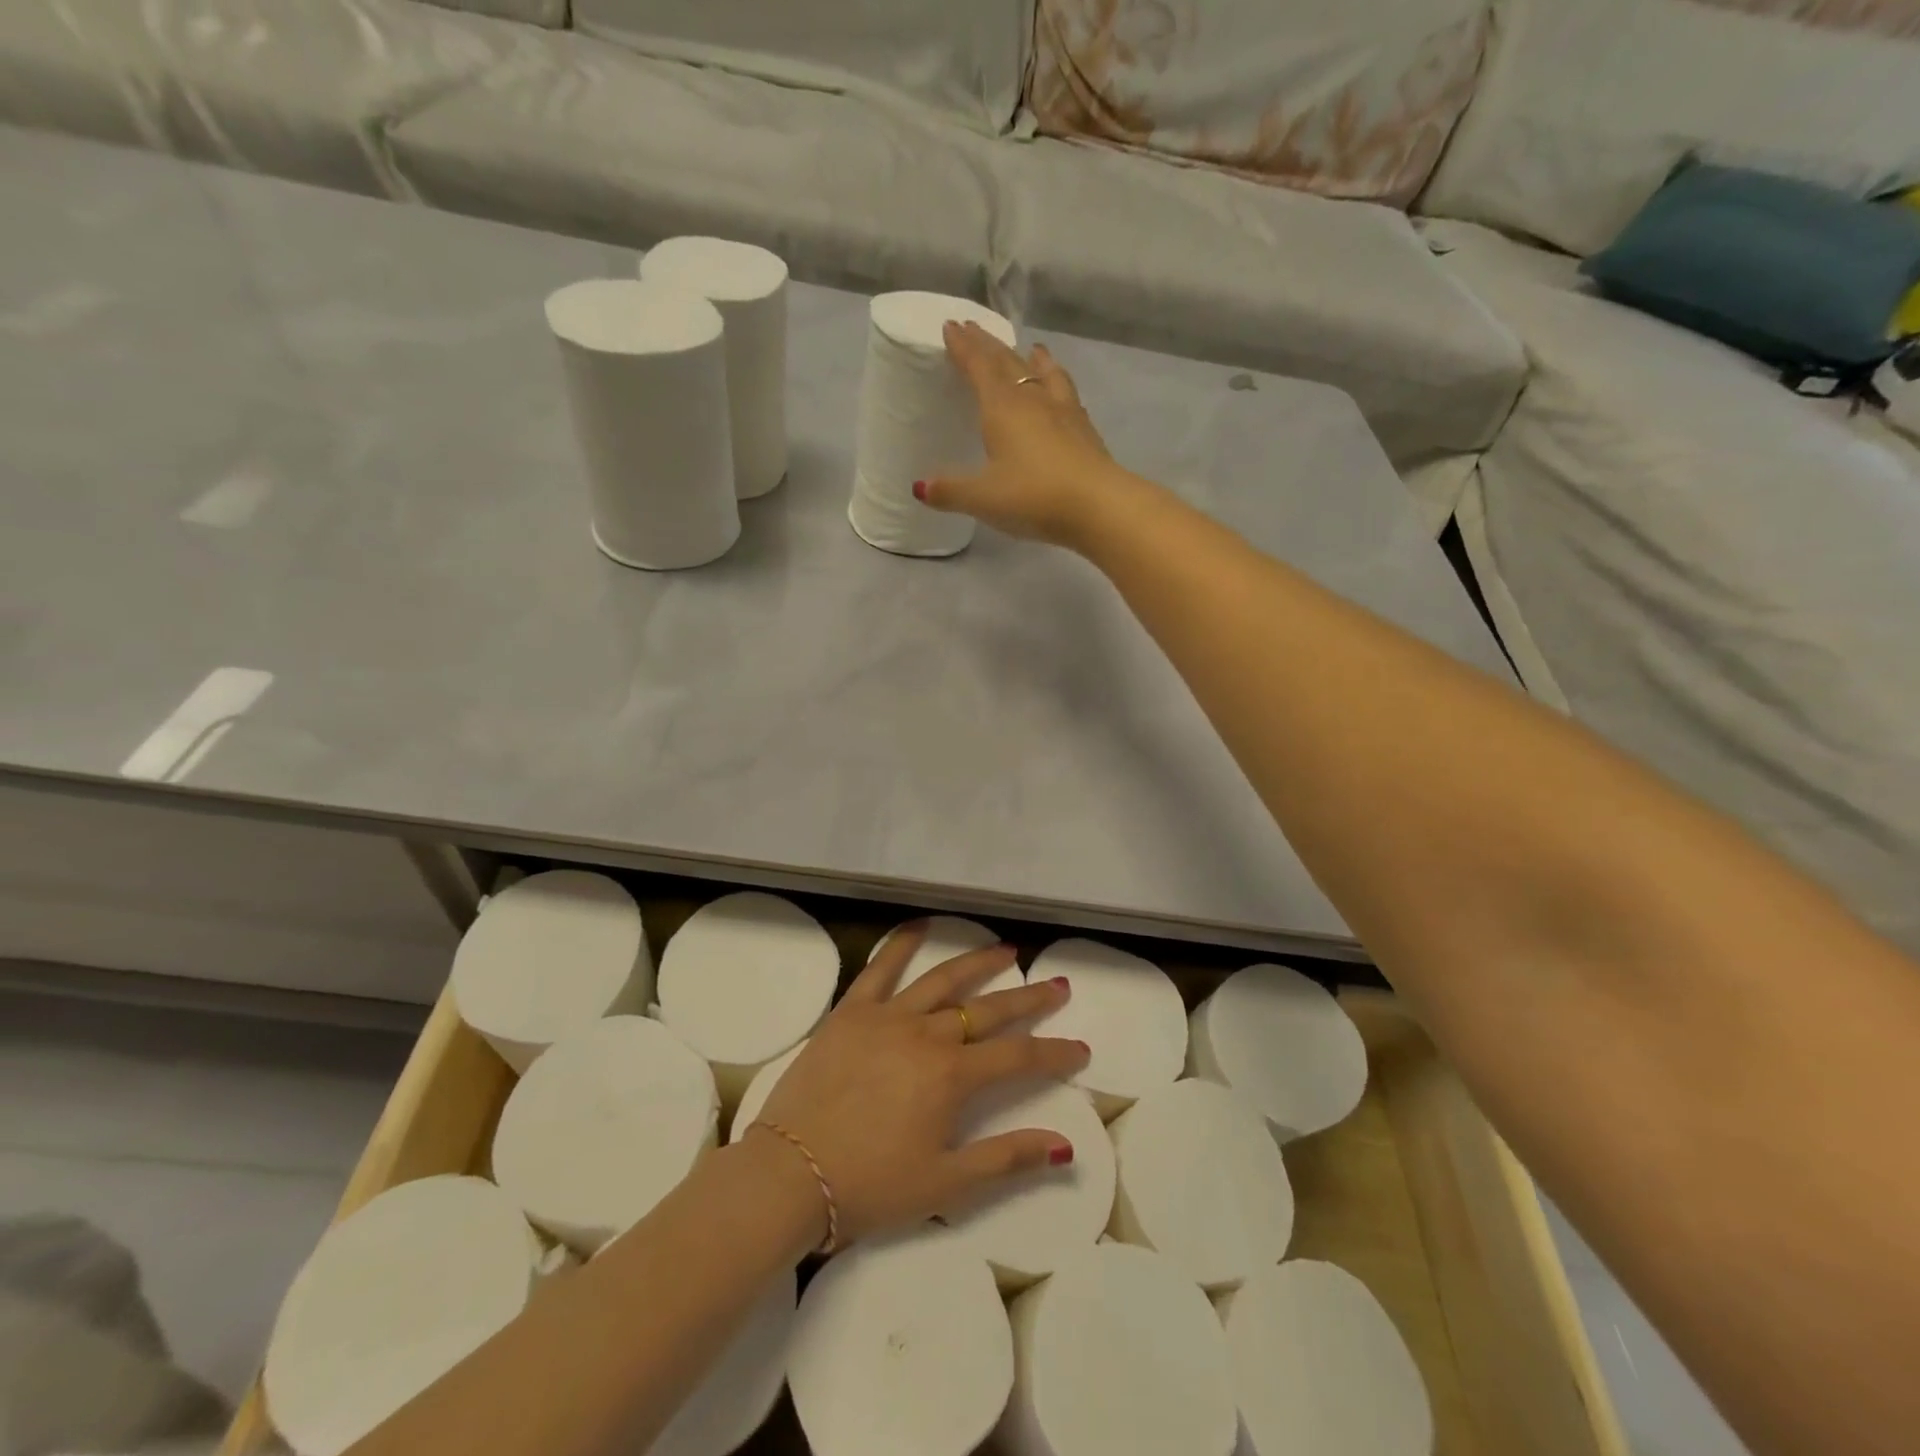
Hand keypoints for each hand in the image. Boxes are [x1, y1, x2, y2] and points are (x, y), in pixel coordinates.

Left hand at [751, 923, 1089, 1246]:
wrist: (789, 1174)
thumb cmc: (869, 1186)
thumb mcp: (945, 1185)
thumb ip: (1006, 1160)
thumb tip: (1063, 1145)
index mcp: (951, 1076)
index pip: (1018, 1058)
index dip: (1054, 1053)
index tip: (1080, 1048)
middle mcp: (926, 1034)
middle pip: (988, 1009)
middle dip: (1028, 999)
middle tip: (1057, 986)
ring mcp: (887, 1017)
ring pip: (942, 980)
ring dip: (978, 962)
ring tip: (1006, 949)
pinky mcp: (851, 1012)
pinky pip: (879, 968)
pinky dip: (902, 944)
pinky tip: (921, 926)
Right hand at [918, 321, 1140, 548]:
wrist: (1097, 505)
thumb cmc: (1032, 497)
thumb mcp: (983, 498)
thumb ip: (951, 491)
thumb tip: (919, 488)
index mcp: (1001, 408)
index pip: (978, 367)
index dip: (963, 347)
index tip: (951, 326)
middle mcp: (1032, 399)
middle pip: (1007, 362)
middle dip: (988, 345)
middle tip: (974, 329)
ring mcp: (1062, 411)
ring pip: (1042, 373)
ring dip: (1030, 358)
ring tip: (1028, 349)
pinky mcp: (1084, 429)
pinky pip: (1066, 392)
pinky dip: (1057, 380)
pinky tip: (1060, 388)